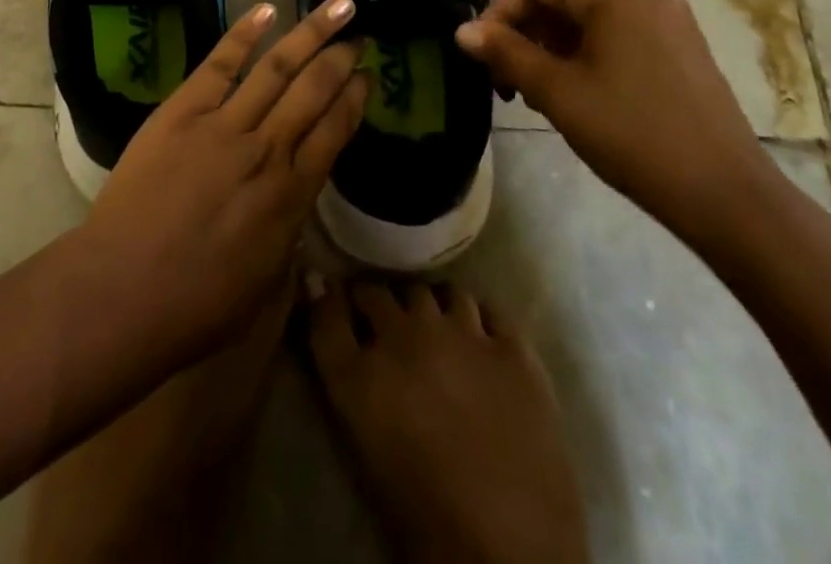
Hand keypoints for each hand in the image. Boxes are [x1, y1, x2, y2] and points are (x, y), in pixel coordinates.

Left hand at [83, 0, 367, 361]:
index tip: (368, 76)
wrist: (123, 292)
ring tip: (338, 7)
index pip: (336, 131)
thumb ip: (289, 234)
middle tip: (360, 36)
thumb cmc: (197, 304)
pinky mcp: (183, 111)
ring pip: (278, 67)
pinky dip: (244, 34)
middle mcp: (267, 149)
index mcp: (292, 194)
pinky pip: (220, 63)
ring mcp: (224, 124)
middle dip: (341, 59)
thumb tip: (298, 205)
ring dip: (311, 33)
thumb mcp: (266, 283)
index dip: (355, 100)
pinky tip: (267, 9)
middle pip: (315, 91)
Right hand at [307, 279, 588, 563]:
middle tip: (386, 326)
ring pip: (437, 292)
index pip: (328, 311)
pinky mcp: (512, 347)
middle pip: (380, 293)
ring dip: (430, 307)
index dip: (327, 299)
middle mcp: (406, 336)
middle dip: (378, 303)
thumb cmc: (424, 517)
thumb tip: (318, 293)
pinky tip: (480, 338)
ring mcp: (463, 334)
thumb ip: (340, 365)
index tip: (331, 296)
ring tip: (437, 330)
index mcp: (361, 373)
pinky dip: (478, 318)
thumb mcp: (363, 444)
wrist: (509, 555)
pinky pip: (488, 308)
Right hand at [454, 0, 772, 240]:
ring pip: (583, 14)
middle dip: (523, 30)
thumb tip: (462, 31)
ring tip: (536, 93)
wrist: (727, 197)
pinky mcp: (676, 44)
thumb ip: (505, 53)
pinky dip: (581, 52)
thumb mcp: (557, 92)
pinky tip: (574, 92)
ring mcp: (664, 16)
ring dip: (549, 44)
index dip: (498, 9)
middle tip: (507, 81)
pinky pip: (612, 31)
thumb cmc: (634, 135)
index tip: (484, 56)